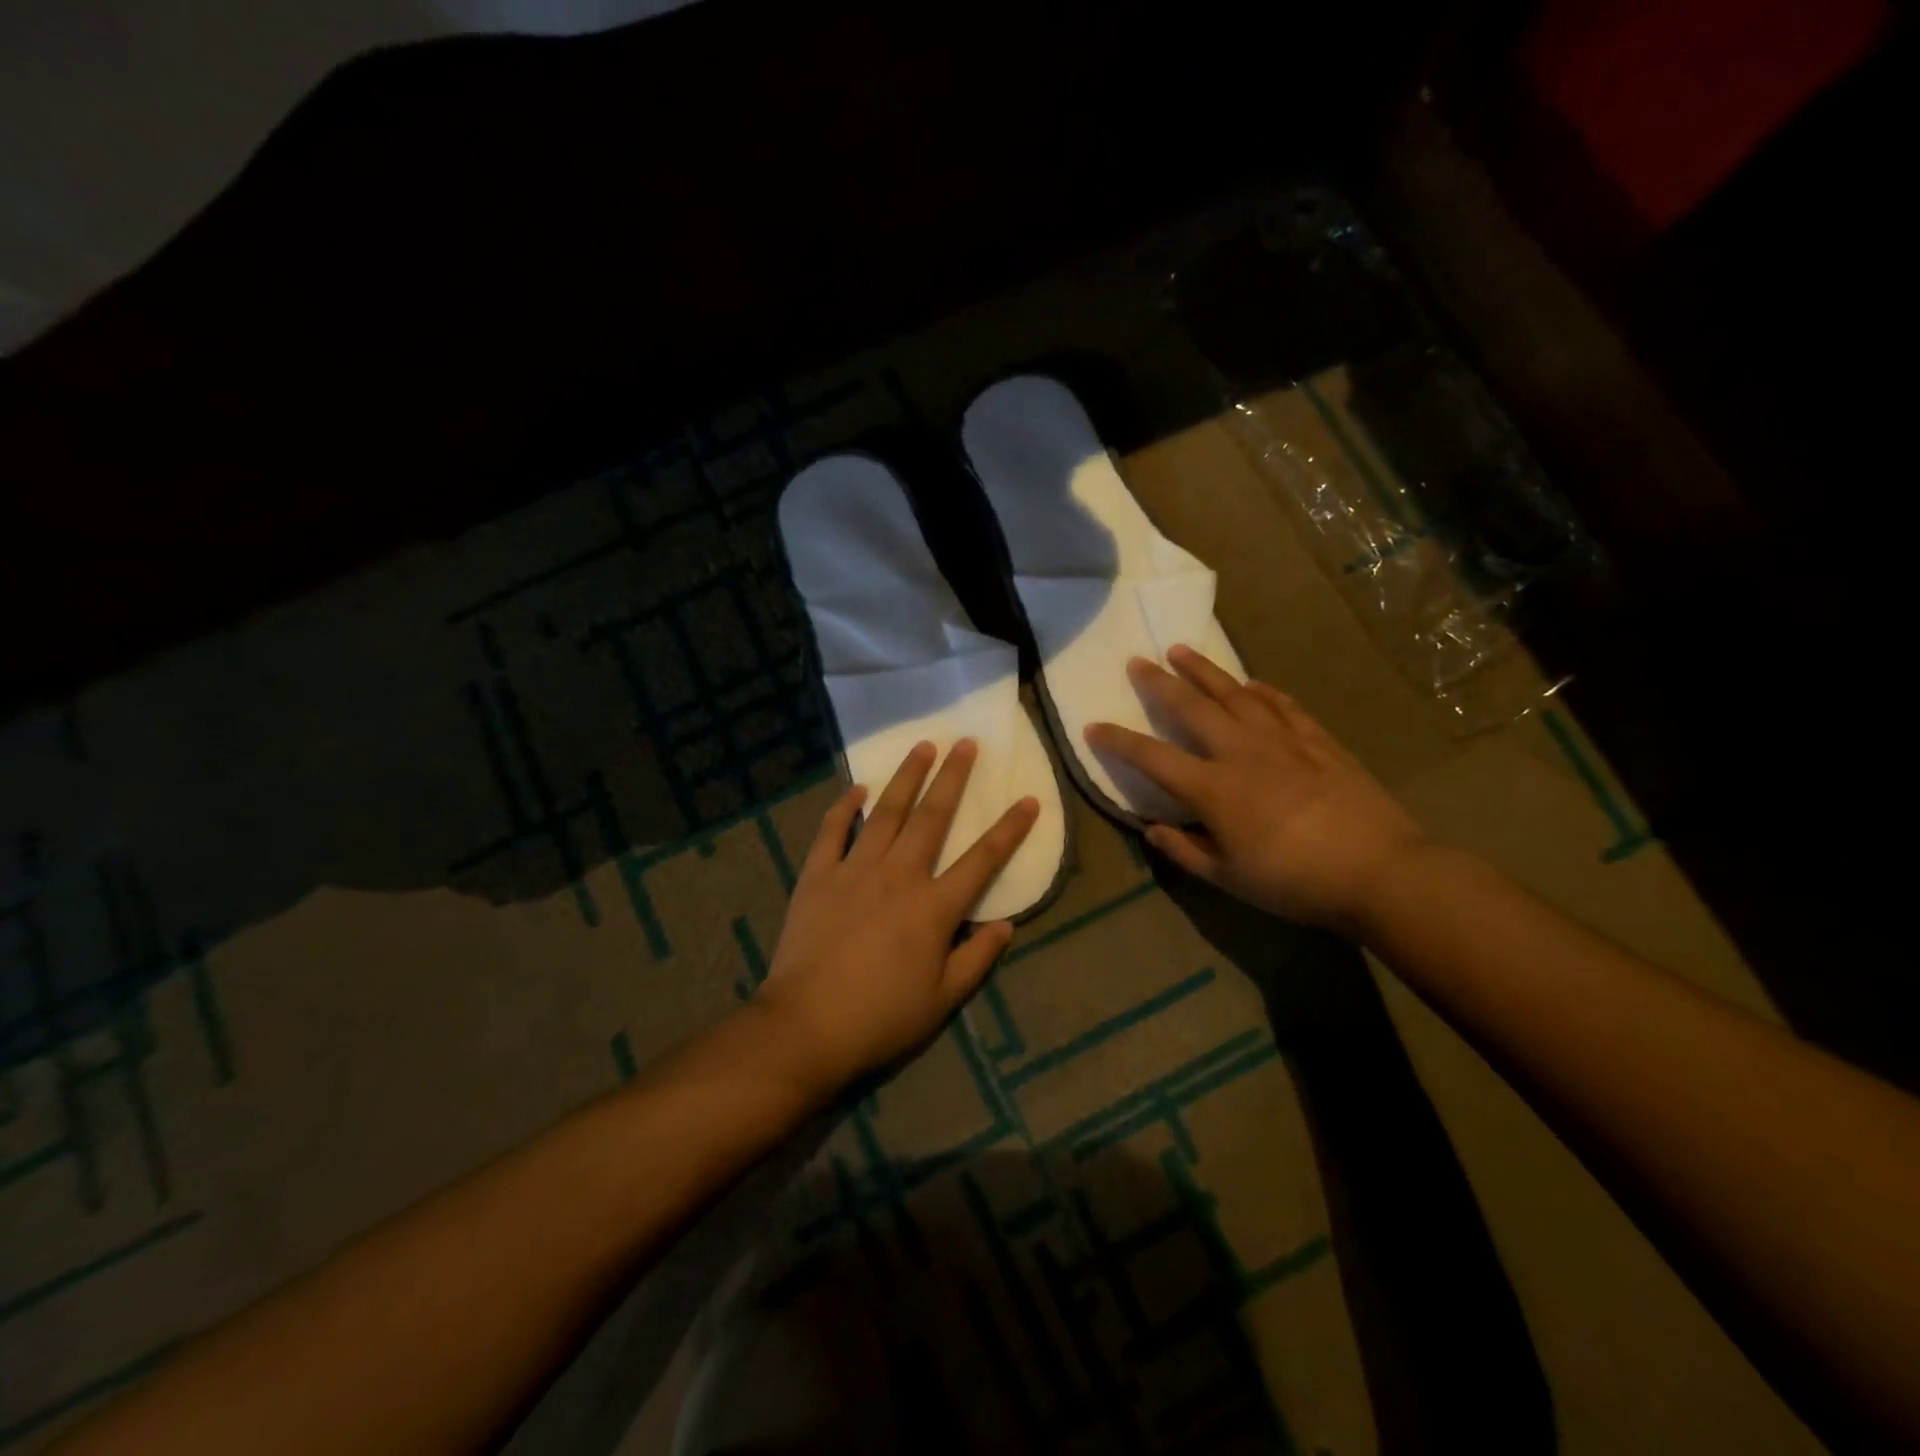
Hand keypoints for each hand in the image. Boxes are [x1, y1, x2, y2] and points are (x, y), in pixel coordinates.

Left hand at [755, 739, 1038, 1089]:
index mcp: (934, 908)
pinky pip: (832, 831)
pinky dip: (844, 807)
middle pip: (932, 818)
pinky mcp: (818, 876)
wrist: (806, 1025)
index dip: (1009, 829)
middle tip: (966, 743)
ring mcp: (855, 870)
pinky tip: (857, 788)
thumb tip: (1007, 925)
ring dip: (906, 778)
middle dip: (953, 778)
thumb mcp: (942, 999)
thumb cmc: (881, 1017)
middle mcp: (899, 876)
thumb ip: (977, 958)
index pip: (982, 859)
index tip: (1029, 799)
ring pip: (886, 813)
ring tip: (923, 746)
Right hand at [1086, 645, 1426, 934]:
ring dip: (1205, 670)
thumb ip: (1185, 850)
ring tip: (1182, 650)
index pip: (1152, 757)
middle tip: (1138, 661)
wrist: (1379, 871)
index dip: (1118, 741)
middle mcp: (1240, 752)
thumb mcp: (1230, 878)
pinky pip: (1282, 704)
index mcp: (1213, 788)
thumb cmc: (1294, 882)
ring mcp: (1282, 739)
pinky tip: (1252, 682)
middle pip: (1191, 707)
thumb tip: (1151, 830)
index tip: (1093, 726)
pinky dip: (1262, 690)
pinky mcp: (1317, 739)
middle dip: (1159, 682)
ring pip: (1235, 693)